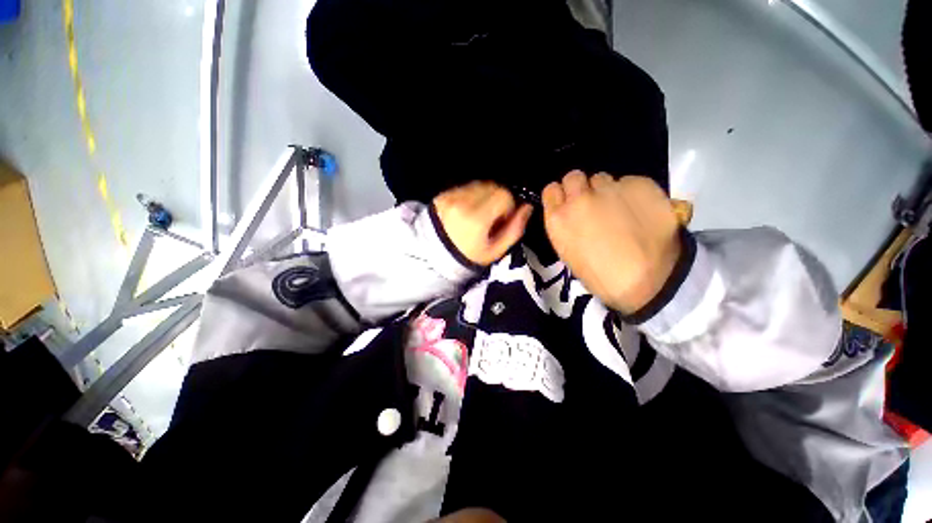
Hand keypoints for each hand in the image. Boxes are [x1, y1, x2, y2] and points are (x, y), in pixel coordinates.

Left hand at [433, 181, 533, 266]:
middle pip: (492, 186)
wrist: (434, 255)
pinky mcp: (442, 194)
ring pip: (479, 185)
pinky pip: (465, 187)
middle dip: (497, 199)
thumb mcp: (494, 251)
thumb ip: (514, 229)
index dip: (508, 207)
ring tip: (479, 214)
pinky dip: (472, 195)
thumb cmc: (468, 256)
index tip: (501, 220)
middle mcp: (462, 203)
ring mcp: (450, 197)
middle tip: (491, 217)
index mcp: (476, 218)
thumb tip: (527, 207)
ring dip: (485, 196)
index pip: (503, 195)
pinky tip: (468, 210)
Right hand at [542, 171, 681, 313]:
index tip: (567, 202)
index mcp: (558, 219)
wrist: (649, 280)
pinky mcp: (639, 185)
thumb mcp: (568, 252)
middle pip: (573, 176)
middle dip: (580, 187)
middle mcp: (579, 198)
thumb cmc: (601, 275)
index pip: (551, 190)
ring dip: (606, 190)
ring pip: (601, 177)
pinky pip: (628, 182)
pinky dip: (631, 193)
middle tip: (592, 202)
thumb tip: (573, 213)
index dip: (560, 195)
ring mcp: (610, 189)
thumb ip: (566, 225)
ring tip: (619, 209)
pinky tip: (639, 211)